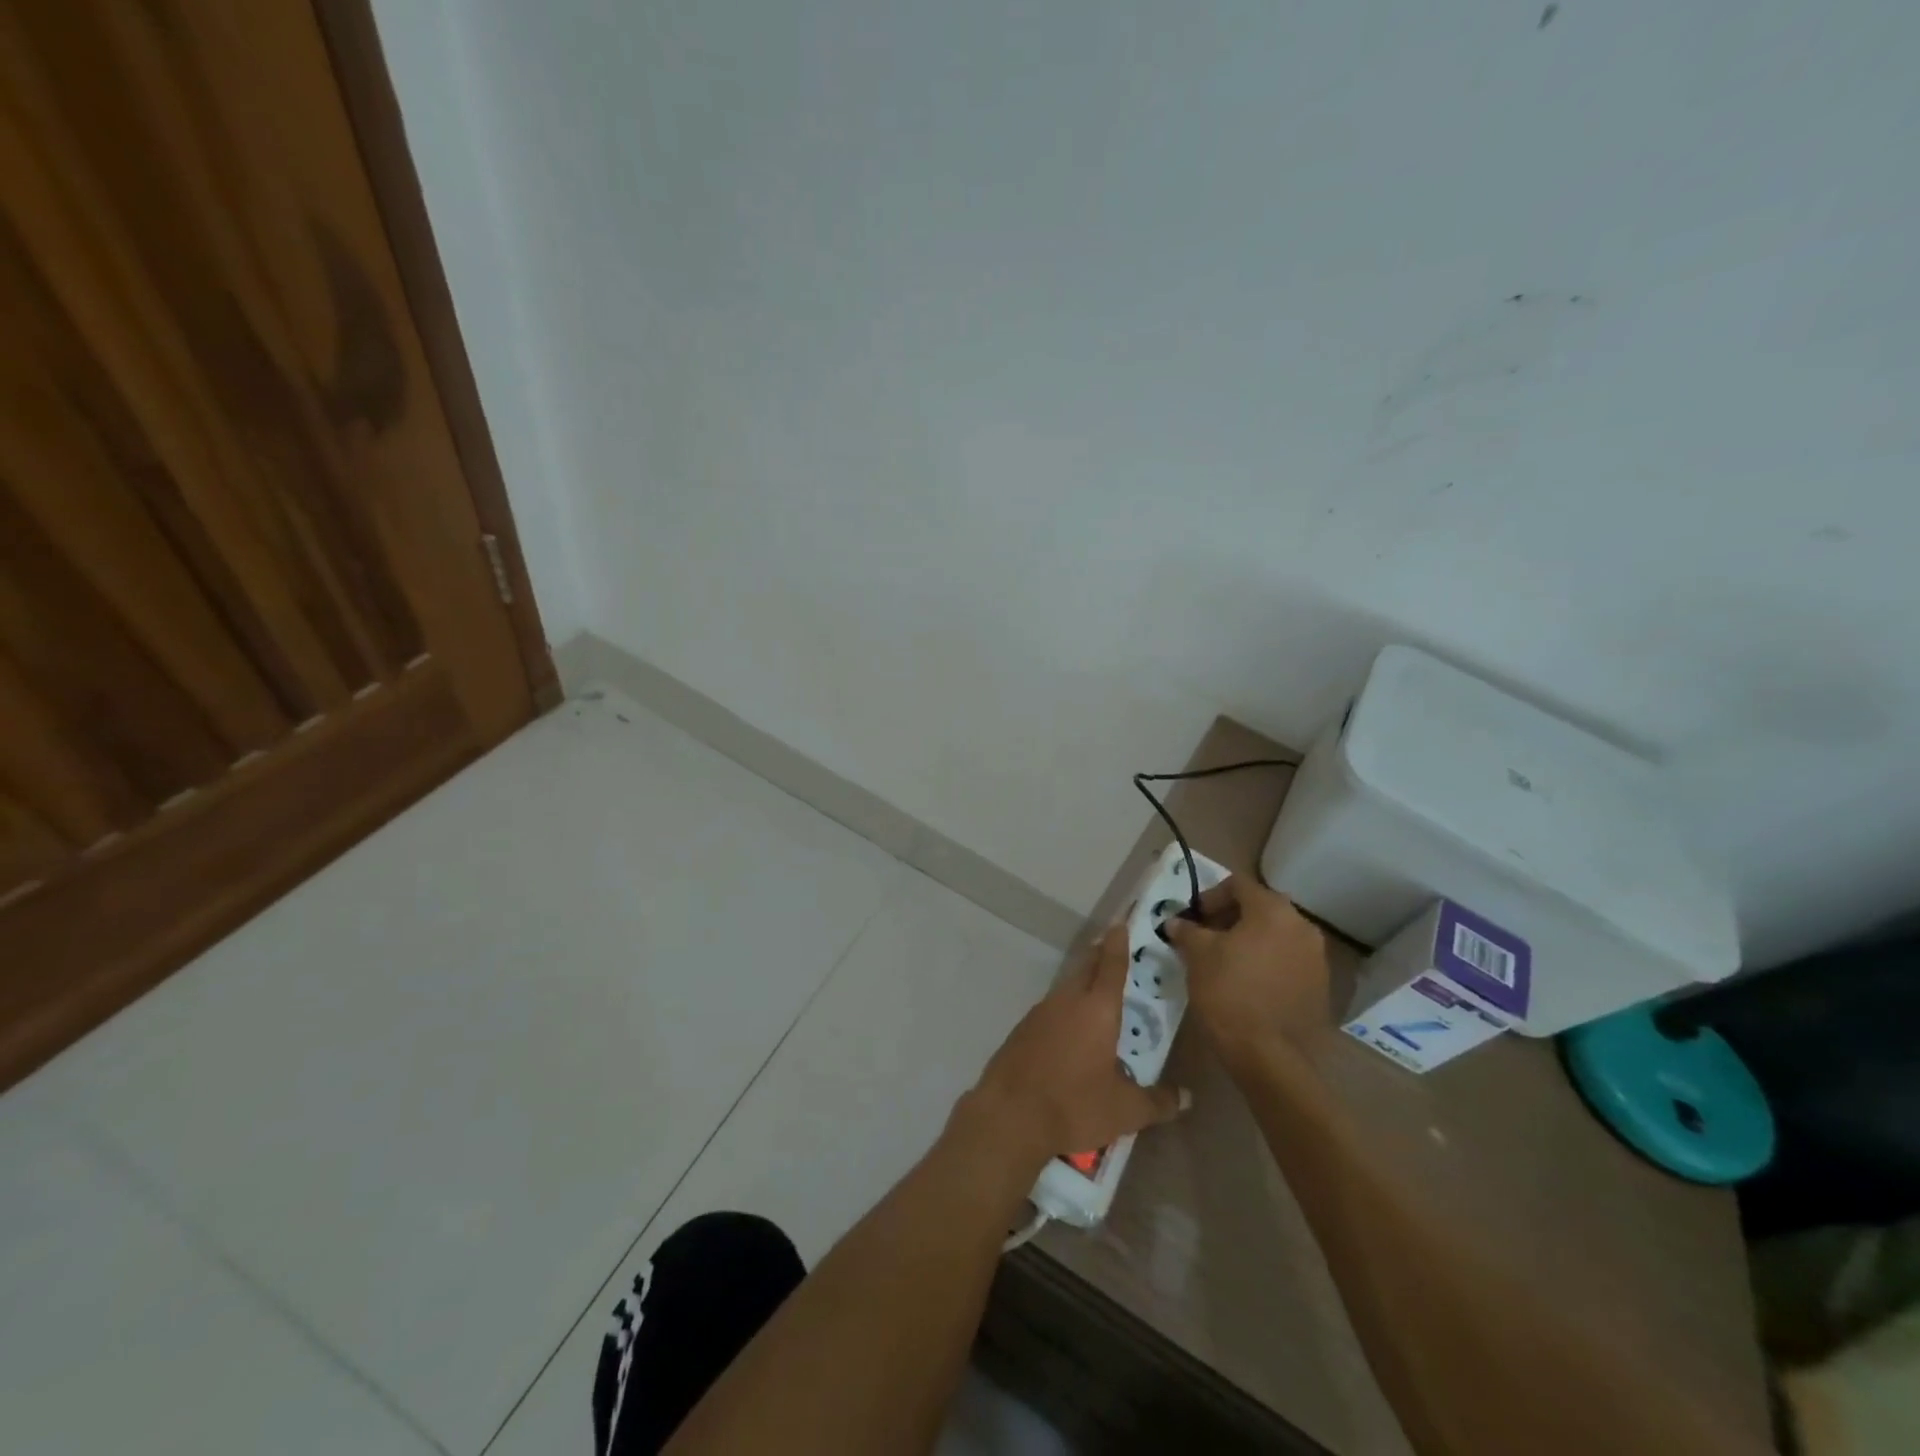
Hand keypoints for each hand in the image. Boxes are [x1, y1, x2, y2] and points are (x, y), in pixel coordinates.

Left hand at [959, 926, 1187, 1169]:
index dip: (1118, 942)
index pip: (1111, 964)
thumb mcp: (1125, 1111)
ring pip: (1067, 987)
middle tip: (1113, 950)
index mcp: (1097, 1008)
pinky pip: (1051, 1008)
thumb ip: (1158, 1101)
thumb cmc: (1074, 1104)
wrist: (1009, 1115)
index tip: (1121, 922)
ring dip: (1082, 982)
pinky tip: (1069, 1028)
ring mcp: (1041, 1011)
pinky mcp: (1023, 1028)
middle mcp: (1067, 1000)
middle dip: (1100, 955)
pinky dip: (1065, 1008)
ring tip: (1097, 992)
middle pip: (1086, 967)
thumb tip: (1186, 1097)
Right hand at [1164, 874, 1330, 1065]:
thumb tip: (1176, 922)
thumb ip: (1187, 931)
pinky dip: (1267, 962)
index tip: (1193, 918)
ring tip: (1225, 961)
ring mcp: (1316, 958)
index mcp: (1273, 911)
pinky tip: (1248, 983)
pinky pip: (1288, 961)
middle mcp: (1302, 926)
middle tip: (1205, 937)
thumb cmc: (1229, 993)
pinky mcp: (1321, 987)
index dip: (1210, 896)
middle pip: (1260, 908)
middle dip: (1230, 918)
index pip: (1238, 884)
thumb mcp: (1198, 956)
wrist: (1270, 1057)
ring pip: (1276, 935)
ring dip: (1250, 940)